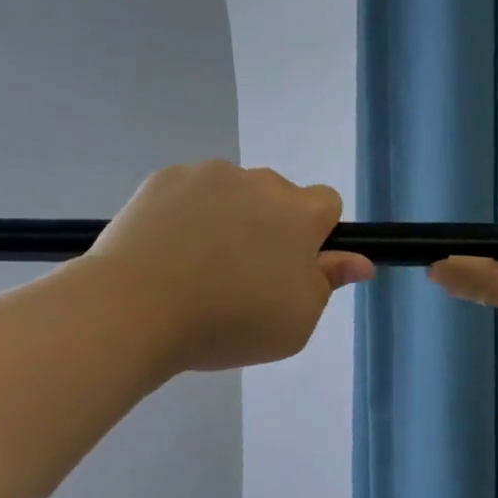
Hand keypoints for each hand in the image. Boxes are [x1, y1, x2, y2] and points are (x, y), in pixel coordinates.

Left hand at [90, 160, 373, 373]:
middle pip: (278, 198)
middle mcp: (259, 181)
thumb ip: (330, 283)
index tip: (292, 268)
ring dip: (229, 219)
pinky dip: (188, 215)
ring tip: (198, 266)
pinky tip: (168, 251)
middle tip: (242, 276)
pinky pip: (191, 192)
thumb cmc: (230, 322)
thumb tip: (361, 262)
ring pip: (234, 194)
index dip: (316, 236)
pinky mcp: (164, 177)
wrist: (136, 308)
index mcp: (299, 213)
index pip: (327, 204)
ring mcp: (208, 174)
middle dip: (270, 227)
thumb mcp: (297, 321)